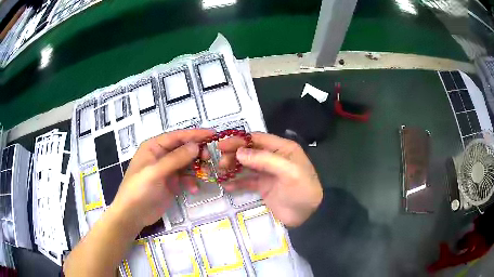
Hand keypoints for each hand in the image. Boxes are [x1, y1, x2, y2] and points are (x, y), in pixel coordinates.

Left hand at [110, 129, 213, 229]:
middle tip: (209, 158)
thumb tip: (196, 146)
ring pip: (187, 163)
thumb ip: (175, 158)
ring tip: (205, 175)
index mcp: (153, 147)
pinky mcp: (171, 183)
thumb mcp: (155, 172)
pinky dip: (191, 181)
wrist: (133, 215)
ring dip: (197, 168)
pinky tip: (194, 189)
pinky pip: (186, 177)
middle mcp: (161, 155)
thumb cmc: (139, 189)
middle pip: (184, 149)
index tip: (213, 134)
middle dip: (197, 153)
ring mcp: (166, 170)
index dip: (195, 134)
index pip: (177, 136)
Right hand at [218, 133, 322, 226]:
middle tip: (220, 162)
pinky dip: (236, 182)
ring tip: (220, 172)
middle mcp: (274, 157)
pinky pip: (247, 181)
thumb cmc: (302, 190)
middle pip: (249, 151)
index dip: (239, 140)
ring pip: (246, 165)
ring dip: (232, 167)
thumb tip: (239, 152)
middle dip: (234, 154)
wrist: (307, 216)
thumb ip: (265, 160)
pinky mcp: (263, 186)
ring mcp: (267, 173)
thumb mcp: (289, 172)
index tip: (222, 145)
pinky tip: (226, 185)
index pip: (257, 139)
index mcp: (283, 149)